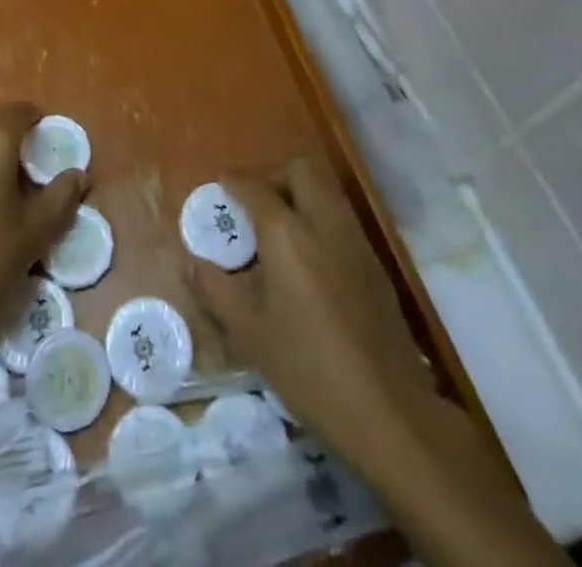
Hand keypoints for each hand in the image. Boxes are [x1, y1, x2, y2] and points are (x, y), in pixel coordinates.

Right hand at [185, 156, 436, 465]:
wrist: (389, 412)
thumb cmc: (309, 370)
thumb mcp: (250, 335)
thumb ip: (216, 292)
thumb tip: (192, 263)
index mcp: (287, 234)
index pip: (256, 188)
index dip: (235, 181)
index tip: (221, 183)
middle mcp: (324, 223)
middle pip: (302, 169)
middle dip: (276, 176)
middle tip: (257, 206)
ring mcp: (356, 241)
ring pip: (328, 190)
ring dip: (302, 194)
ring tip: (282, 232)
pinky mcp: (377, 265)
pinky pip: (344, 219)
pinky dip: (322, 220)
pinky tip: (312, 260)